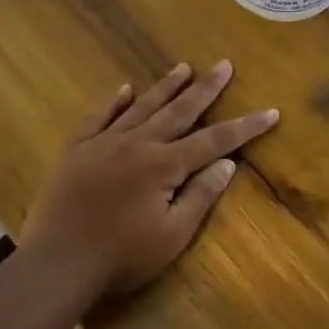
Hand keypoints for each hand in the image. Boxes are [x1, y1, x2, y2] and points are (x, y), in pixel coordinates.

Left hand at [19, 62, 277, 301]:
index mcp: (163, 165)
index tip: (270, 111)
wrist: (57, 264)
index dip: (245, 127)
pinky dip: (113, 102)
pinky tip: (124, 89)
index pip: (214, 141)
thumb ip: (200, 196)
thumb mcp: (172, 235)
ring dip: (165, 87)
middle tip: (224, 65)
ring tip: (183, 67)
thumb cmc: (122, 257)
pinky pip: (98, 117)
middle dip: (205, 89)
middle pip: (178, 111)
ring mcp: (102, 144)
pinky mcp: (75, 151)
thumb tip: (227, 165)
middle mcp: (136, 144)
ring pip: (140, 107)